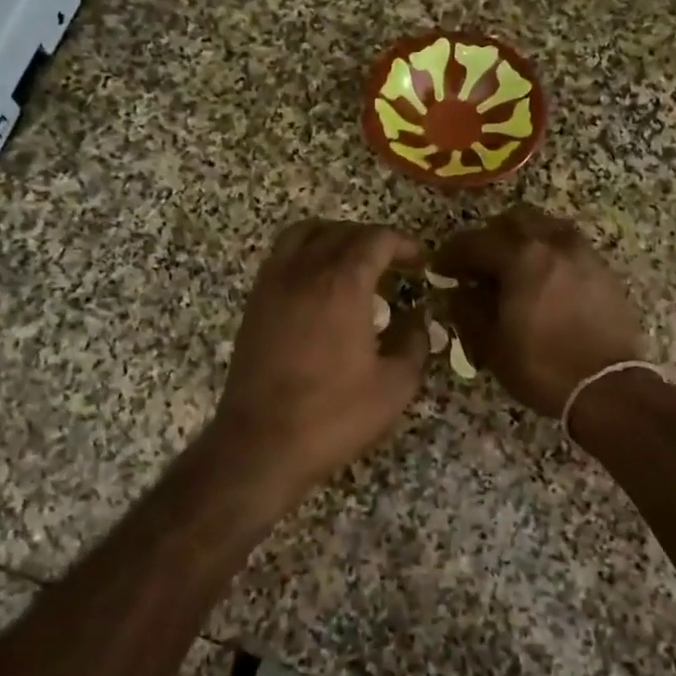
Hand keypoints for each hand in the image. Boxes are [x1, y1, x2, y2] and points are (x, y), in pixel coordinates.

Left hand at [213, 220, 428, 495]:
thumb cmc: (333, 415)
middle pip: (342, 231)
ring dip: (335, 237)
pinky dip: (307, 254)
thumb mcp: (394, 386)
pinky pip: (282, 255)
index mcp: (342, 283)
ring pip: (305, 234)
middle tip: (396, 265)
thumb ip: (415, 342)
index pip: (376, 239)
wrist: (261, 443)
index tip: (420, 263)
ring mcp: (273, 283)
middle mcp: (305, 270)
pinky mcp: (255, 302)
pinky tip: (320, 285)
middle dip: (374, 241)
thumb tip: (420, 318)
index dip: (404, 244)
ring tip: (354, 263)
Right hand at [434, 205, 645, 416]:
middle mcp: (553, 244)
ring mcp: (583, 254)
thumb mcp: (492, 345)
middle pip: (514, 221)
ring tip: (513, 268)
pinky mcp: (603, 270)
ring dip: (523, 239)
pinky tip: (544, 281)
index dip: (451, 253)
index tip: (439, 268)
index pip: (475, 242)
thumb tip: (456, 293)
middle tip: (477, 264)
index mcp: (521, 257)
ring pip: (546, 227)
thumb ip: (468, 311)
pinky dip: (549, 253)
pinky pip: (568, 246)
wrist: (609, 388)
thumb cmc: (543, 367)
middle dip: (490, 237)